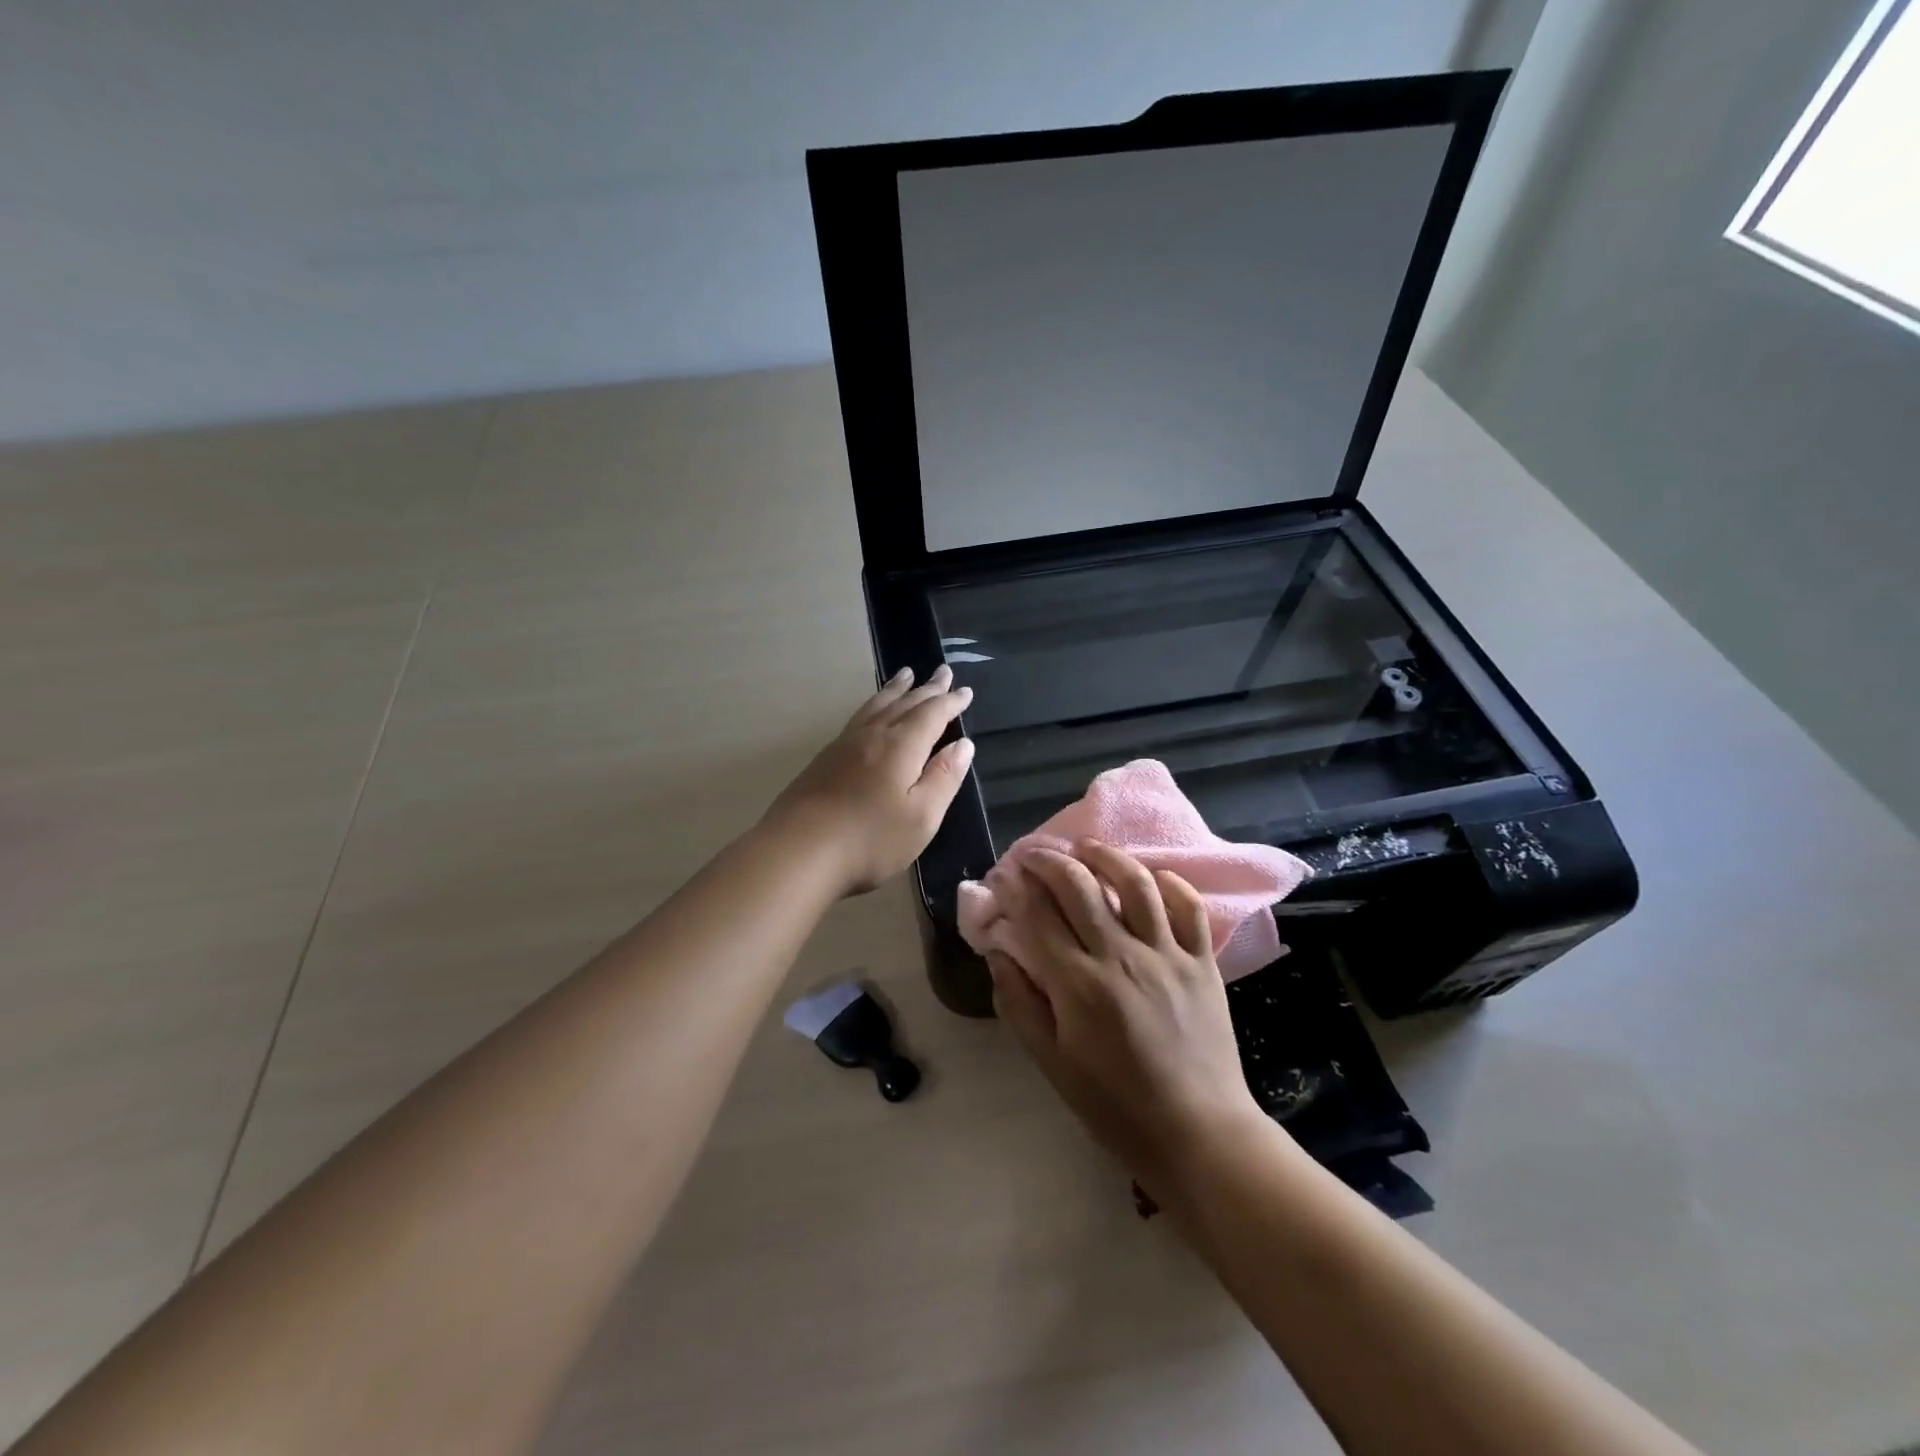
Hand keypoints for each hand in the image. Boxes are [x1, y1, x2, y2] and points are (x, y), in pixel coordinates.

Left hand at [764, 665, 975, 896]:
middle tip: (943, 671)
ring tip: (905, 675)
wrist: (797, 851)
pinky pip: (858, 717)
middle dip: (927, 688)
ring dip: (895, 689)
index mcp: (901, 746)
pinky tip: (870, 713)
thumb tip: (963, 745)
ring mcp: (844, 745)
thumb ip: (944, 778)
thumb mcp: (921, 816)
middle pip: (904, 703)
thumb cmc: (869, 839)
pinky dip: (873, 705)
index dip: (950, 702)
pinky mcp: (824, 759)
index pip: (932, 714)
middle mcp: (873, 735)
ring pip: (876, 706)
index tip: (966, 691)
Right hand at [987, 841, 1267, 1188]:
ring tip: (1087, 847)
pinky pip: (1188, 907)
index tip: (1006, 875)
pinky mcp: (1202, 961)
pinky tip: (1151, 877)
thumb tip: (999, 953)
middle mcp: (1121, 956)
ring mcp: (1167, 954)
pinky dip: (1169, 883)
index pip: (1039, 915)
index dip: (1018, 887)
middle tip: (1035, 853)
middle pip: (1080, 886)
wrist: (1197, 1132)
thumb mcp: (1051, 1063)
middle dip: (1050, 861)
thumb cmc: (1114, 1104)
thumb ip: (1019, 1004)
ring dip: (1106, 856)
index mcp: (1078, 984)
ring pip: (1135, 883)